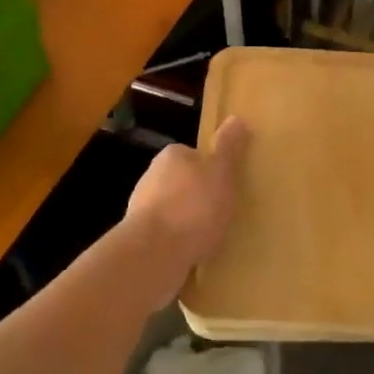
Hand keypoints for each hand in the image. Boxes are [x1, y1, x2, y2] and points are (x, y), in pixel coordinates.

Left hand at [122, 117, 249, 310]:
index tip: (227, 187)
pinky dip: (178, 243)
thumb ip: (229, 148)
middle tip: (223, 213)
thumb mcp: (222, 173)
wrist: (155, 253)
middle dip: (198, 196)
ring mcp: (141, 209)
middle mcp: (151, 176)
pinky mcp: (138, 239)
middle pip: (182, 182)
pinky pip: (165, 236)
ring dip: (187, 222)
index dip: (212, 170)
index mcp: (172, 156)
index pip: (194, 155)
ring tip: (211, 238)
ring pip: (172, 210)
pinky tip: (194, 254)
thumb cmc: (194, 206)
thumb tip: (236, 118)